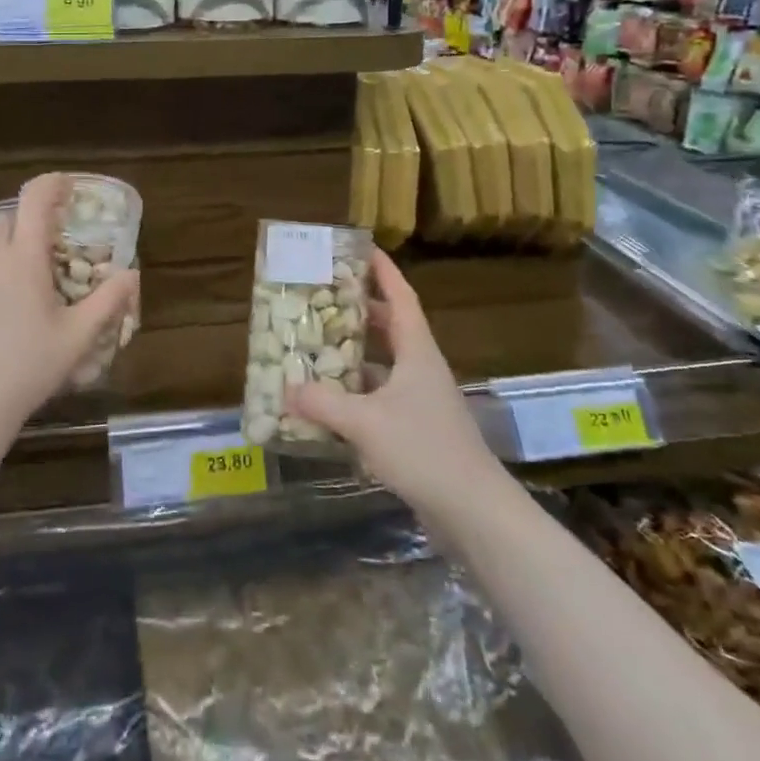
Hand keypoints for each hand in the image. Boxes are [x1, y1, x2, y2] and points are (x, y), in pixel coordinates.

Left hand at [0, 173, 137, 444]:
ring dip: (14, 241)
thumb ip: (109, 300)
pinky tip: (9, 301)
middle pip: (9, 216)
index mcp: (24, 259)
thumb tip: (131, 273)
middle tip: (58, 233)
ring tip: (36, 269)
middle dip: (33, 214)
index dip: (53, 183)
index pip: (34, 199)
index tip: (70, 187)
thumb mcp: (79, 336)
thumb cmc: (30, 367)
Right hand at [284, 249, 500, 519]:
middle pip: (391, 327)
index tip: (363, 248)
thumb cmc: (423, 450)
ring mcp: (422, 401)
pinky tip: (330, 403)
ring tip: (318, 345)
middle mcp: (421, 368)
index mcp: (416, 352)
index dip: (383, 271)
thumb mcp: (365, 422)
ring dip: (355, 354)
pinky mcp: (418, 430)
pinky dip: (356, 394)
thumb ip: (323, 403)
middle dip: (360, 310)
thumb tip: (286, 389)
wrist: (474, 512)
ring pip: (384, 364)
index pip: (401, 297)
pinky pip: (381, 398)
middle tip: (324, 297)